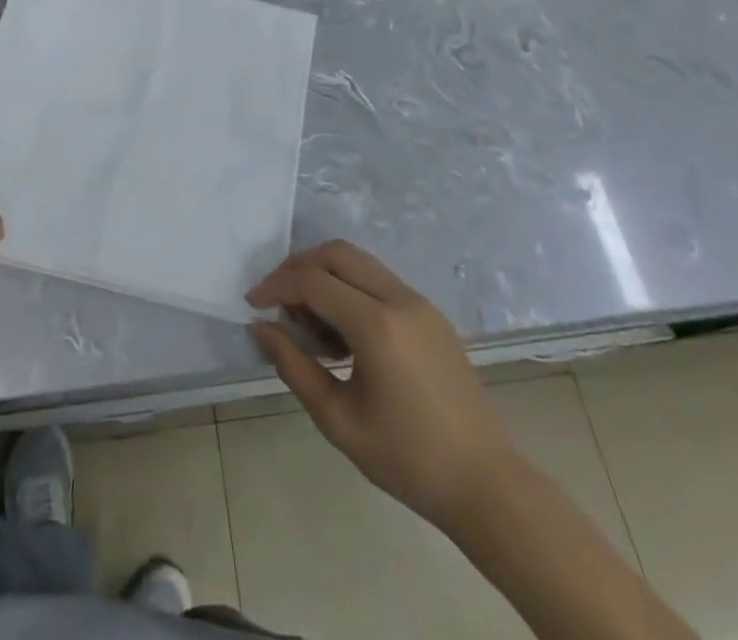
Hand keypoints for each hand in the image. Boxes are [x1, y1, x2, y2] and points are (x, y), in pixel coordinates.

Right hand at [248, 241, 513, 531]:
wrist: (485, 483)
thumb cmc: (407, 459)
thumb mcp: (338, 420)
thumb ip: (294, 367)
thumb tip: (261, 329)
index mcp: (377, 326)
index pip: (314, 282)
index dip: (276, 286)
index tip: (252, 304)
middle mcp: (399, 299)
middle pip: (337, 253)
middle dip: (299, 267)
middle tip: (276, 299)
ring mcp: (419, 302)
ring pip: (359, 262)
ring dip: (325, 275)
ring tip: (308, 322)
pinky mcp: (430, 312)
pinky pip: (378, 281)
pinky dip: (350, 288)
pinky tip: (341, 332)